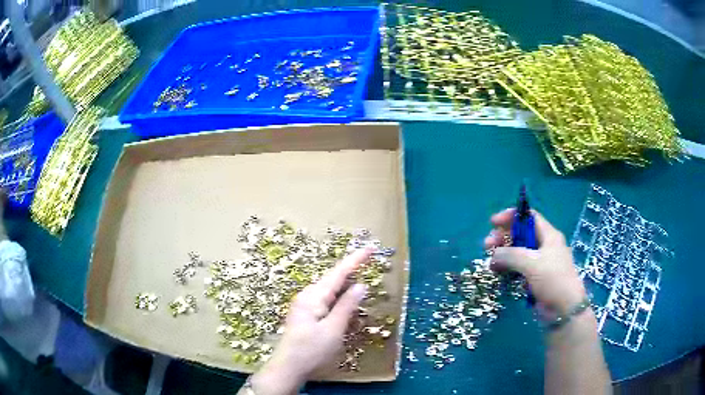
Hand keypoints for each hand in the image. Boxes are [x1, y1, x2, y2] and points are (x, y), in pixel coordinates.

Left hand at [248, 250, 369, 394]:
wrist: (288, 368)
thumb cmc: (311, 350)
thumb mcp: (333, 330)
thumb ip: (347, 306)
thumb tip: (360, 285)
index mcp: (314, 296)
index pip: (338, 273)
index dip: (355, 260)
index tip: (370, 248)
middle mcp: (307, 296)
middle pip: (333, 278)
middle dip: (351, 268)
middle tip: (369, 259)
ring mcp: (304, 305)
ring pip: (329, 289)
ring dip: (345, 282)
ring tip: (361, 274)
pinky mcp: (305, 314)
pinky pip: (325, 299)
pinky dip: (339, 296)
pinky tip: (346, 299)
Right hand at [484, 209, 586, 316]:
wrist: (564, 309)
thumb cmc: (553, 279)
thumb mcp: (532, 263)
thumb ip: (511, 255)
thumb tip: (493, 254)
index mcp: (549, 235)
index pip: (529, 217)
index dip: (511, 216)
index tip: (493, 223)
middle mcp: (544, 246)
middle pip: (521, 234)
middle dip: (503, 237)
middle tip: (487, 246)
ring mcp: (540, 263)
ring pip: (518, 252)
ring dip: (503, 254)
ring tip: (491, 263)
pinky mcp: (535, 278)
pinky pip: (518, 268)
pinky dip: (508, 268)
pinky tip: (498, 273)